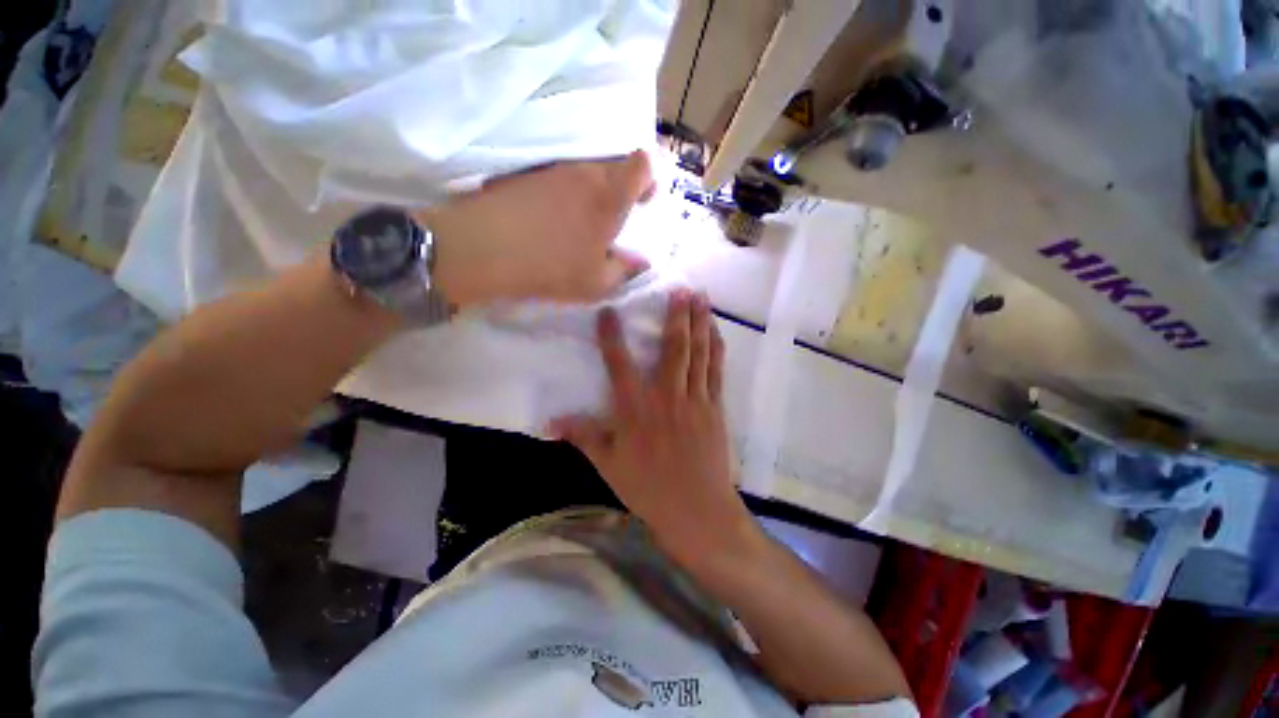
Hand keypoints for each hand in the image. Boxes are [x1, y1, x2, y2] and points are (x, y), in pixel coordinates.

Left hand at [419, 150, 654, 306]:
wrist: (484, 248)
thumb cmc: (551, 267)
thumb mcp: (597, 283)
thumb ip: (624, 270)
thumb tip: (640, 262)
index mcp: (609, 196)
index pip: (642, 163)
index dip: (648, 176)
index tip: (643, 200)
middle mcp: (585, 172)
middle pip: (614, 163)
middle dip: (621, 186)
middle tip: (612, 218)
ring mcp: (553, 168)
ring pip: (585, 169)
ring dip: (590, 190)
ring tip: (580, 221)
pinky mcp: (527, 172)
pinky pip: (557, 175)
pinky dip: (564, 191)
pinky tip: (551, 218)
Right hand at [550, 290, 757, 563]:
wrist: (696, 511)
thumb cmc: (648, 489)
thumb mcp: (608, 466)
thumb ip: (583, 436)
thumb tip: (550, 421)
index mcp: (636, 410)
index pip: (619, 364)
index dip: (612, 336)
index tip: (609, 310)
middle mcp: (666, 397)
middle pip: (673, 348)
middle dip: (676, 315)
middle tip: (681, 287)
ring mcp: (695, 400)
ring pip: (698, 353)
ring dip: (700, 323)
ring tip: (701, 297)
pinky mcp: (715, 408)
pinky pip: (715, 371)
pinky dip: (716, 348)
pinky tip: (716, 331)